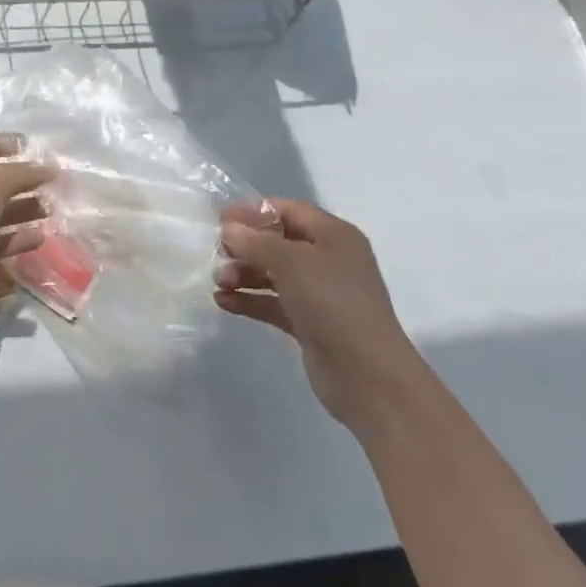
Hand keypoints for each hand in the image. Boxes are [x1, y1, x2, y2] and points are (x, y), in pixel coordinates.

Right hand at [214, 199, 423, 433]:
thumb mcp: (292, 262)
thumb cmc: (332, 303)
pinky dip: (250, 300)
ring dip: (244, 274)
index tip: (220, 220)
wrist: (368, 375)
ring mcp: (319, 293)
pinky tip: (223, 302)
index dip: (254, 212)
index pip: (288, 210)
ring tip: (219, 282)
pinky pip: (273, 303)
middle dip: (246, 246)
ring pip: (273, 274)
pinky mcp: (309, 323)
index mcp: (333, 235)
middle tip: (217, 254)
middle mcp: (328, 259)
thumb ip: (256, 242)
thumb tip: (229, 229)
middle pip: (278, 242)